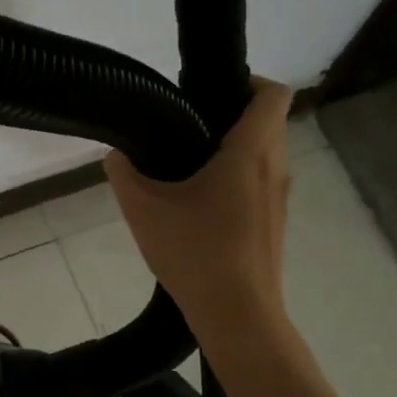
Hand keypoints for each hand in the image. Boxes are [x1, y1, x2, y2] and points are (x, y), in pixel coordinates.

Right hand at [104, 78, 294, 355]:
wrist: (236, 315)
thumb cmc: (194, 251)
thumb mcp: (143, 208)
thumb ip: (124, 173)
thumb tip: (118, 155)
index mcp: (250, 152)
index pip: (273, 94)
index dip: (248, 81)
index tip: (210, 91)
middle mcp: (274, 168)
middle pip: (268, 121)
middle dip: (233, 114)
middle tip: (187, 125)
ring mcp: (279, 199)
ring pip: (266, 154)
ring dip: (235, 148)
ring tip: (190, 164)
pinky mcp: (275, 224)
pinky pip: (261, 182)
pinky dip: (239, 178)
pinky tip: (201, 204)